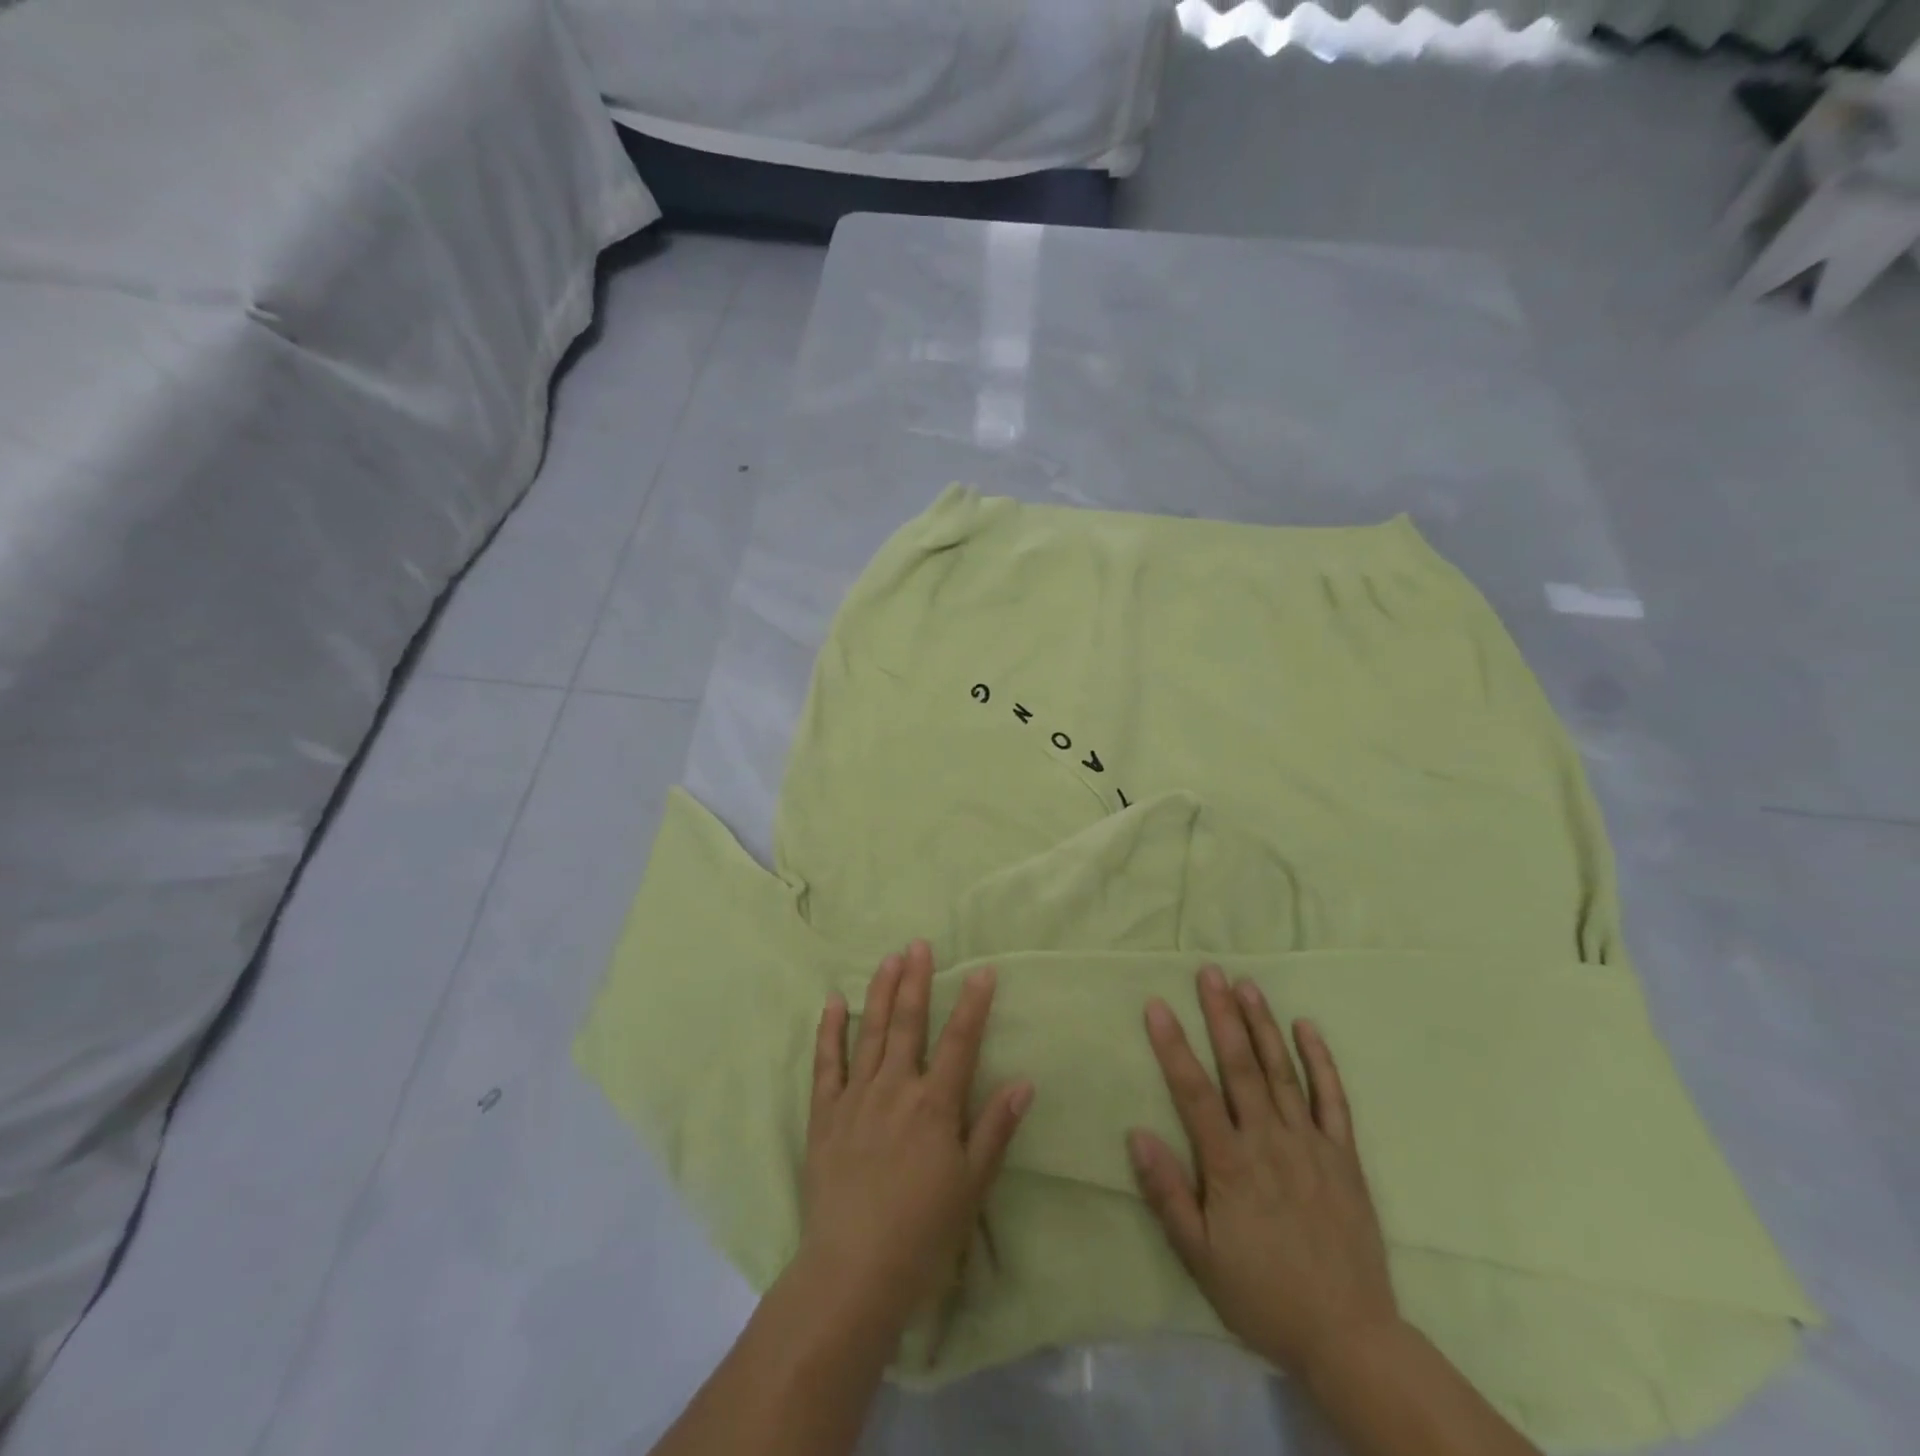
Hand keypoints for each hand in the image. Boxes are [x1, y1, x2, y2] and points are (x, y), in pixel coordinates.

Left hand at [799, 941, 1033, 1335]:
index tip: (982, 970)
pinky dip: (829, 1030)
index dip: (973, 1004)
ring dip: (880, 993)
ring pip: (870, 1032)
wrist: (853, 1271)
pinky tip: (832, 1002)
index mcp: (935, 1105)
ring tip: (888, 959)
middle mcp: (896, 1088)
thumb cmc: (923, 1233)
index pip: (960, 1041)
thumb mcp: (972, 1186)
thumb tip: (1024, 1081)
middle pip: (909, 1024)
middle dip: (916, 981)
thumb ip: (995, 1129)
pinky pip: (826, 1063)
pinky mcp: (825, 1114)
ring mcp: (856, 1097)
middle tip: (919, 944)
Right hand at [1129, 965, 1400, 1382]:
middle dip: (1221, 1015)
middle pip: (1240, 1067)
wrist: (1349, 1337)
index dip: (1173, 1046)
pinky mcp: (1343, 1157)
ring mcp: (1310, 1144)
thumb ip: (1167, 1194)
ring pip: (1282, 1072)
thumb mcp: (1200, 1257)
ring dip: (1262, 1025)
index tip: (1157, 1004)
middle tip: (1209, 972)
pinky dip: (1321, 1061)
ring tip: (1246, 984)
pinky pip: (1332, 1100)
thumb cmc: (1263, 1294)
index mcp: (1230, 1164)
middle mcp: (1269, 1141)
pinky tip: (1307, 1027)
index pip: (1194, 1091)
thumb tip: (1136, 1133)